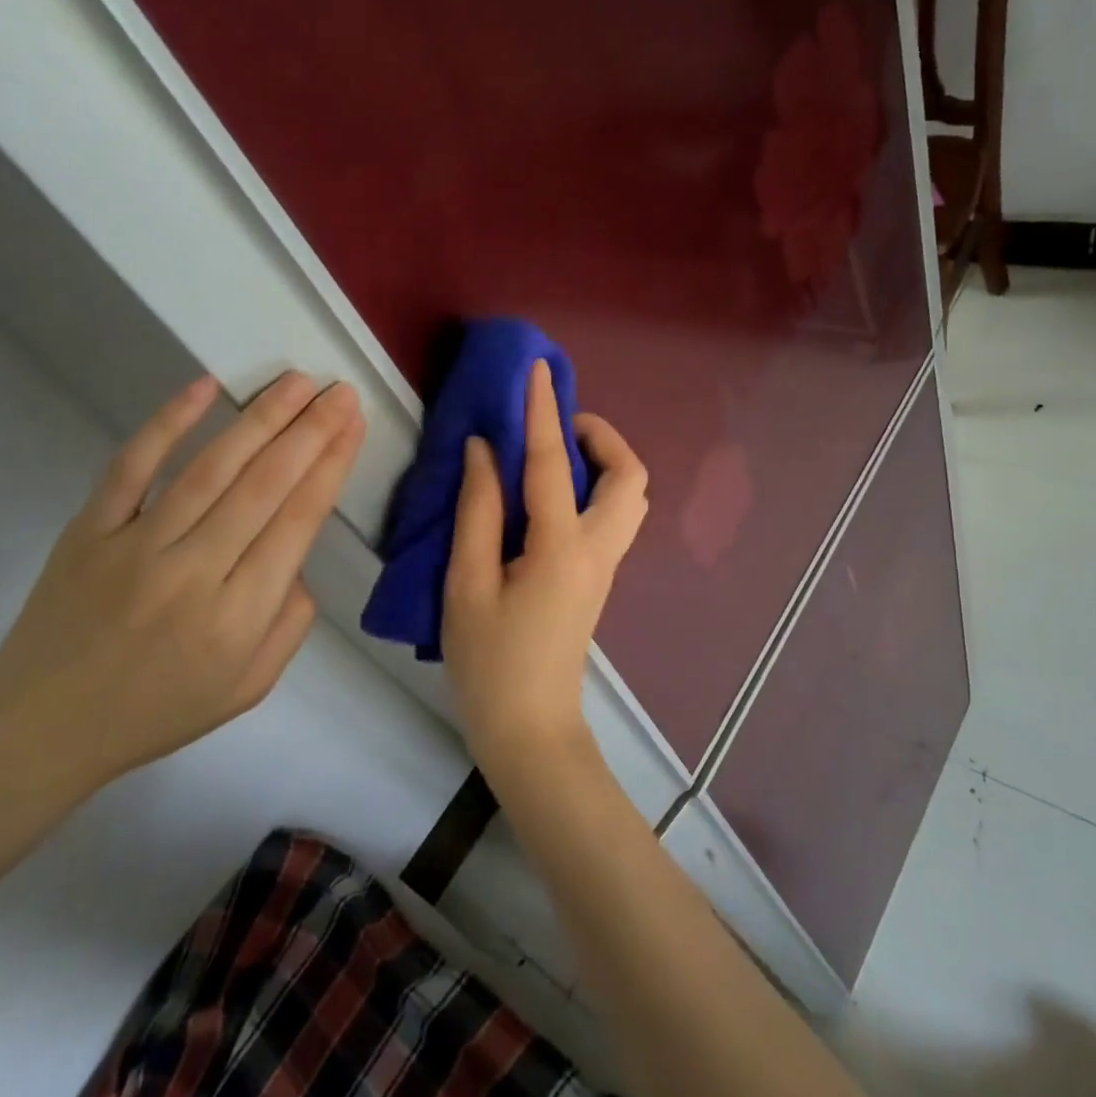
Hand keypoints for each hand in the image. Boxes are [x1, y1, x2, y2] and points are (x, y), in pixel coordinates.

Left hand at [0, 371, 363, 805]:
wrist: (41, 728)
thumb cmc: (158, 710)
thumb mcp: (250, 687)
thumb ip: (291, 623)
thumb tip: (296, 559)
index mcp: (241, 613)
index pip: (299, 520)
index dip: (331, 465)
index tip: (352, 424)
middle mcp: (195, 570)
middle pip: (265, 484)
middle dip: (310, 431)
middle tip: (337, 390)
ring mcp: (137, 545)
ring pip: (212, 468)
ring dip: (260, 418)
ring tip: (295, 382)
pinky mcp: (90, 529)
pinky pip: (132, 466)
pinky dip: (168, 423)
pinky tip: (205, 388)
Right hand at [442, 359, 648, 778]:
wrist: (529, 726)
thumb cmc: (489, 660)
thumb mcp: (466, 584)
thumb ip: (477, 511)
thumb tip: (482, 450)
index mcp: (560, 547)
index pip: (550, 463)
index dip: (542, 411)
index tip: (538, 370)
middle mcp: (598, 549)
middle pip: (629, 476)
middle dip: (600, 437)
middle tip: (555, 429)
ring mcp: (606, 566)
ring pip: (630, 497)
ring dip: (603, 463)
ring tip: (554, 458)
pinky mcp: (600, 578)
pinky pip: (614, 516)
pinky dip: (596, 487)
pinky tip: (553, 496)